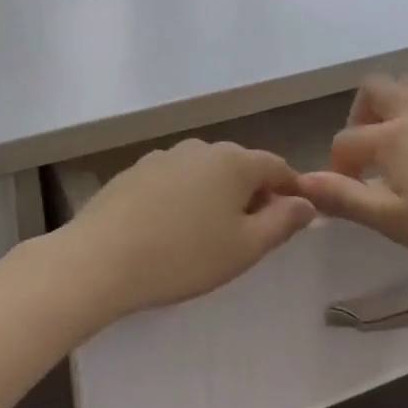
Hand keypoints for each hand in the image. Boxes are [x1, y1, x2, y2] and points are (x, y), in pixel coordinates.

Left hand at [56, 139, 316, 322]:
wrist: (101, 258)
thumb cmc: (184, 256)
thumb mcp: (245, 248)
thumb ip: (282, 222)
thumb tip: (305, 203)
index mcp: (234, 161)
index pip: (276, 167)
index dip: (291, 190)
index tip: (296, 217)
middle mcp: (200, 148)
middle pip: (239, 167)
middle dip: (253, 194)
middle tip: (253, 234)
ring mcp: (163, 156)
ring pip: (205, 173)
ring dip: (217, 196)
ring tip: (211, 234)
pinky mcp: (134, 171)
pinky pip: (175, 180)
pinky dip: (185, 198)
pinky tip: (173, 228)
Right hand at [296, 74, 407, 292]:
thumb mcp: (395, 222)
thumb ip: (345, 199)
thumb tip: (302, 183)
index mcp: (390, 136)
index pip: (345, 142)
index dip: (338, 167)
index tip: (347, 191)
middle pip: (373, 89)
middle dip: (361, 115)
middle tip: (370, 152)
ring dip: (396, 105)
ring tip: (404, 142)